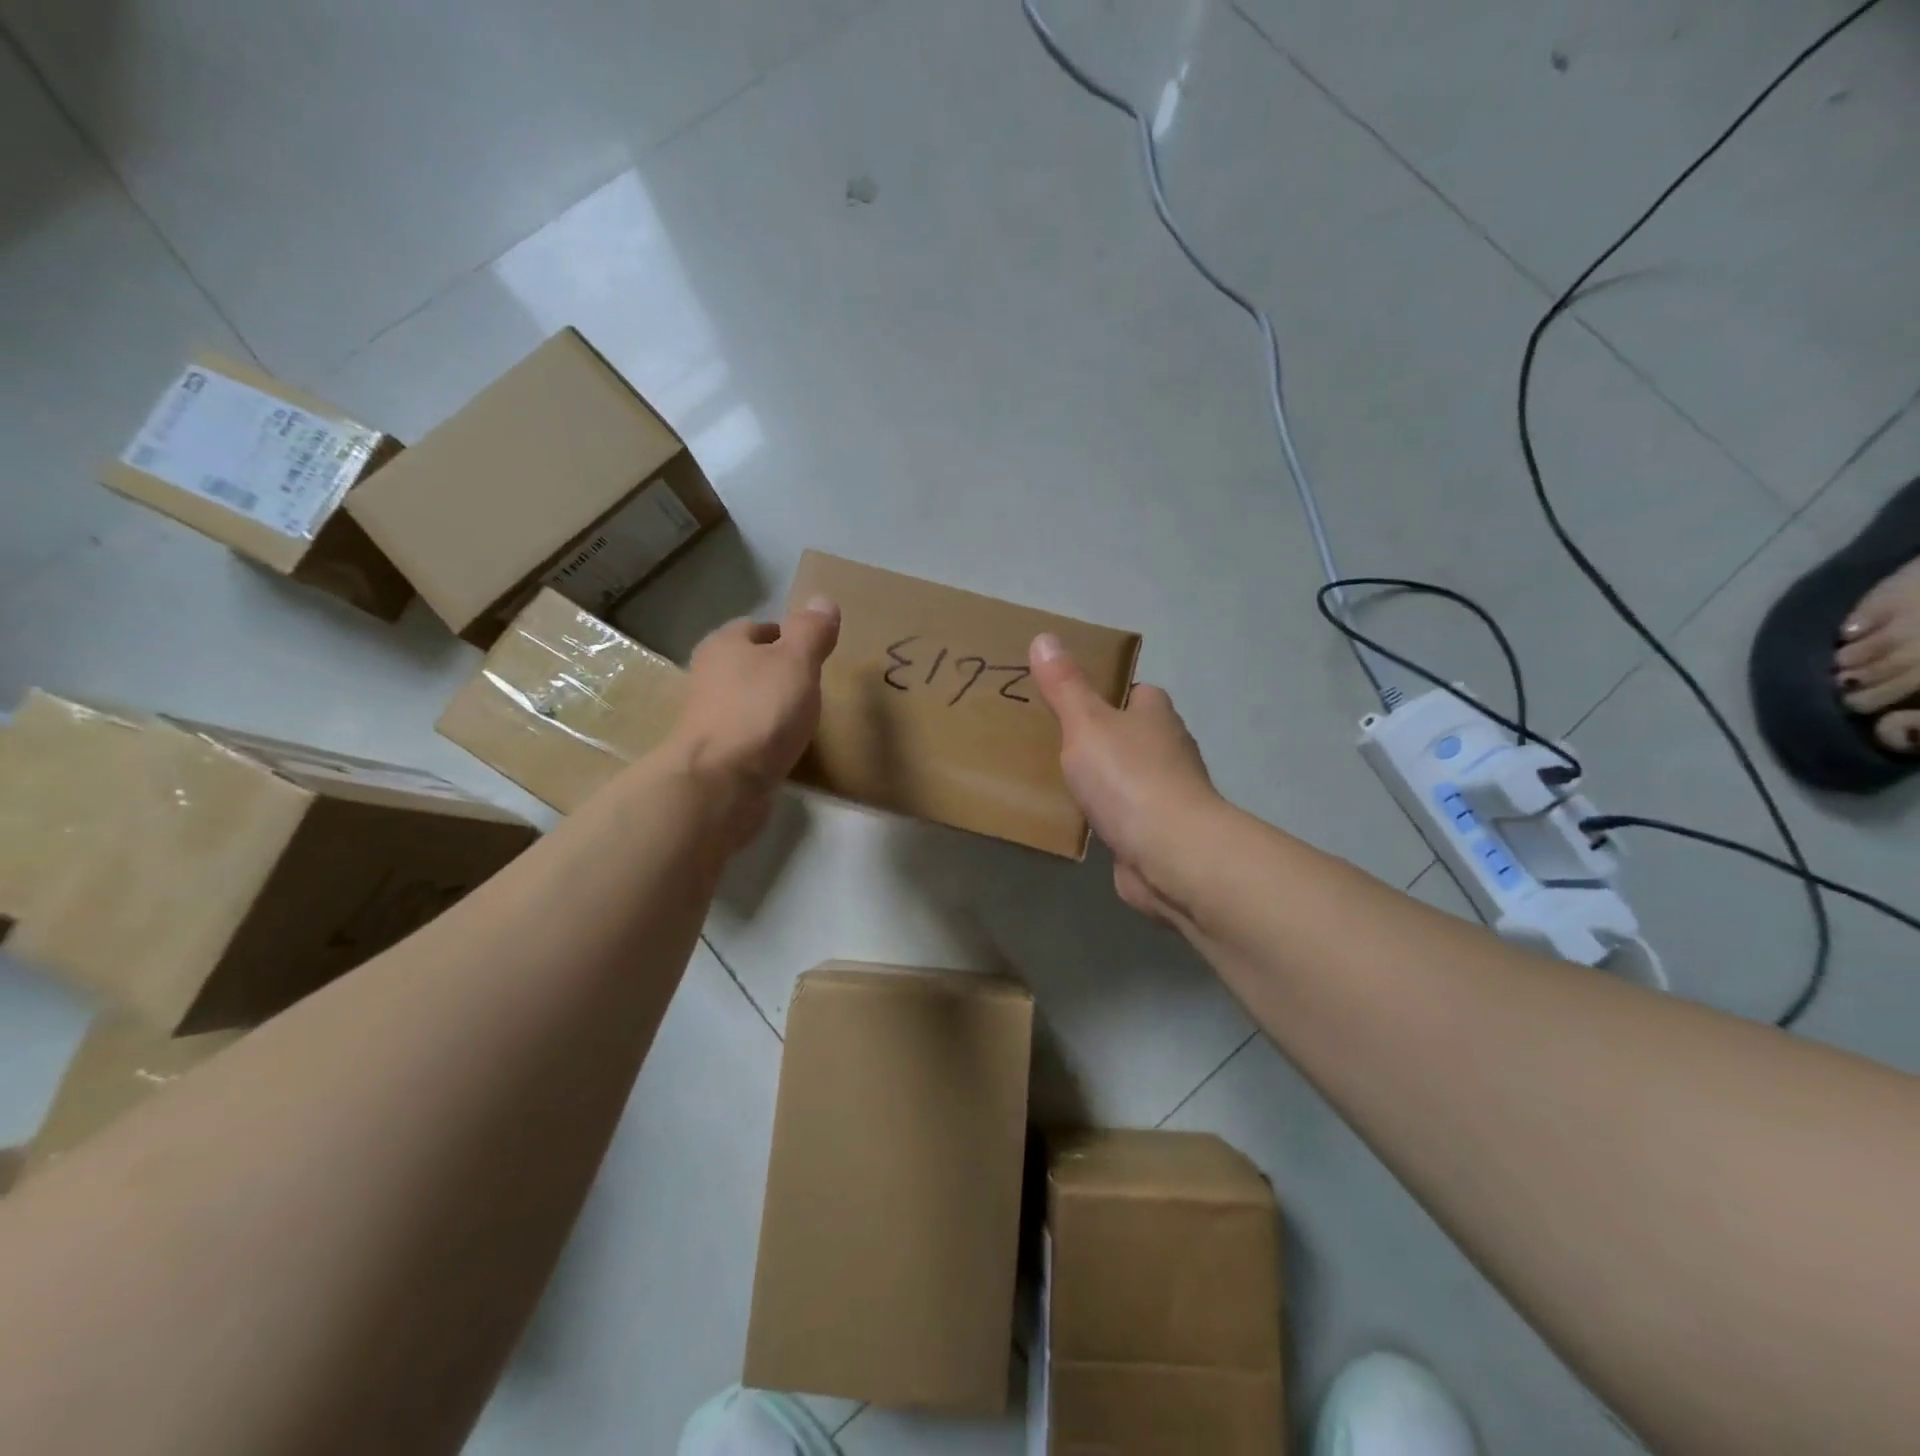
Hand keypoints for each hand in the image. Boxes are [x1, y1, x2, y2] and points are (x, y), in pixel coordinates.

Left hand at [661, 596, 840, 850]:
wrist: (720, 783)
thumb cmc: (760, 712)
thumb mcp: (796, 662)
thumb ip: (811, 631)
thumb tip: (822, 600)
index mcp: (724, 644)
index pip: (758, 628)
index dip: (788, 637)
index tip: (815, 655)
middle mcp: (708, 675)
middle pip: (750, 665)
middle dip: (779, 673)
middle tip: (814, 687)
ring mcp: (708, 718)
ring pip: (747, 701)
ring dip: (771, 707)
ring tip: (804, 719)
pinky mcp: (714, 754)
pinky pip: (747, 736)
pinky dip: (765, 739)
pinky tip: (785, 749)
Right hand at [1029, 633, 1218, 921]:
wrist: (1170, 853)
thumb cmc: (1129, 777)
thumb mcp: (1086, 722)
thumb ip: (1065, 685)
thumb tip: (1045, 636)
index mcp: (1156, 714)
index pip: (1135, 691)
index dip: (1106, 692)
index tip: (1069, 699)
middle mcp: (1169, 749)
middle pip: (1132, 733)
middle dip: (1101, 737)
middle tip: (1053, 739)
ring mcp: (1168, 793)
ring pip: (1129, 776)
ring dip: (1105, 778)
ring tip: (1058, 779)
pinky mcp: (1159, 832)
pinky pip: (1126, 814)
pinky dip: (1107, 814)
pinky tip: (1079, 820)